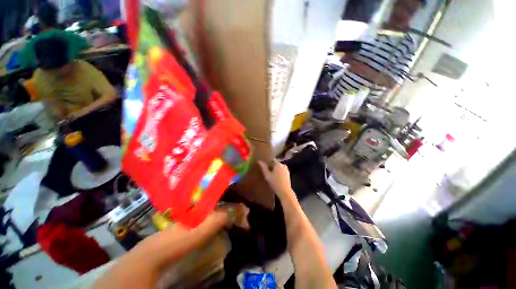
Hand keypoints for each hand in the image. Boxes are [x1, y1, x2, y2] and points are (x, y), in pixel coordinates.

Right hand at [258, 161, 294, 200]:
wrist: (285, 191)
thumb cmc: (275, 183)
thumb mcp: (267, 175)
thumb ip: (263, 168)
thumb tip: (259, 161)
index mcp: (278, 164)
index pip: (271, 162)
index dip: (268, 167)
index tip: (266, 172)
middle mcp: (283, 165)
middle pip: (275, 165)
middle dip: (272, 169)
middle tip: (269, 176)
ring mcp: (287, 169)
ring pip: (279, 169)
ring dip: (275, 172)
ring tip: (272, 178)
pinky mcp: (288, 174)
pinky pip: (282, 172)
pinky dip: (279, 174)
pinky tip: (277, 180)